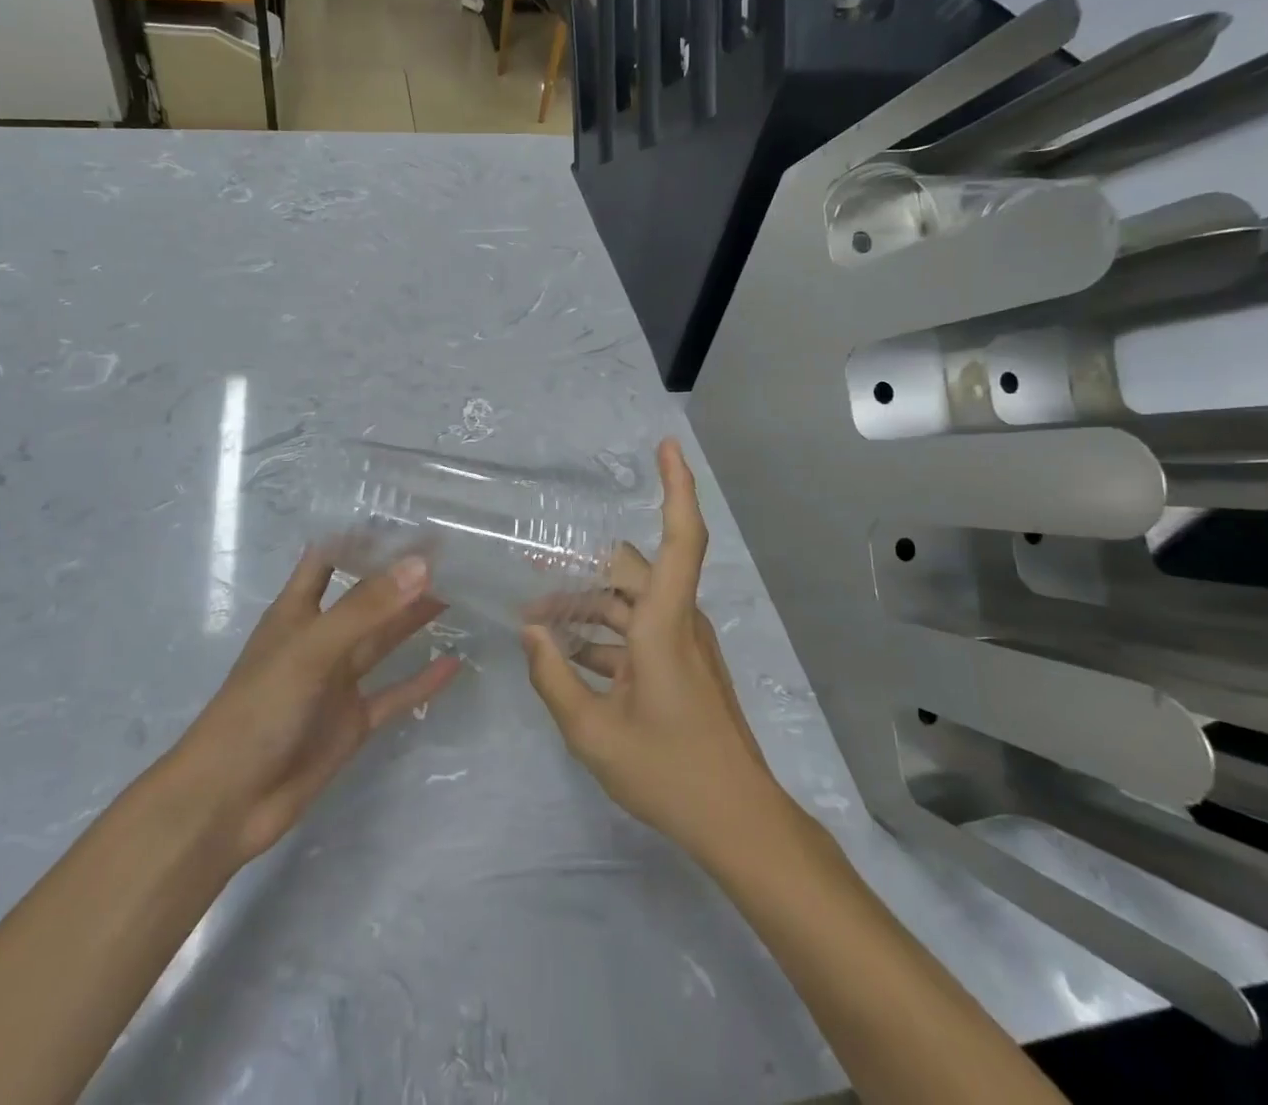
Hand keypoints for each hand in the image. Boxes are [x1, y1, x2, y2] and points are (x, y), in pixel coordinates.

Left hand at [165, 551, 460, 866]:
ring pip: (384, 641)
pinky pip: (395, 694)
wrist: (229, 802)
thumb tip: (422, 564)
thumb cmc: (259, 709)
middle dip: (400, 577)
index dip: (359, 539)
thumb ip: (366, 608)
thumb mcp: (312, 649)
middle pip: (365, 598)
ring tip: (459, 593)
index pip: (328, 559)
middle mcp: (320, 640)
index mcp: (296, 612)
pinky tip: (454, 664)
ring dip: (415, 619)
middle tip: (449, 554)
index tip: (404, 520)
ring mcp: (337, 683)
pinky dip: (422, 680)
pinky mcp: (352, 722)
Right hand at [522, 439, 781, 860]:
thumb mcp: (592, 732)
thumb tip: (529, 630)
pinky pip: (637, 631)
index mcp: (664, 624)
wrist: (738, 822)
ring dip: (586, 606)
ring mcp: (683, 644)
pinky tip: (565, 653)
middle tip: (531, 571)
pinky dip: (602, 634)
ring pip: (629, 602)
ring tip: (536, 619)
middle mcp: (678, 621)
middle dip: (580, 569)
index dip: (677, 486)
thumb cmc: (668, 773)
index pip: (681, 537)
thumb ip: (553, 676)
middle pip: (630, 570)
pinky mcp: (682, 665)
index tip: (666, 444)